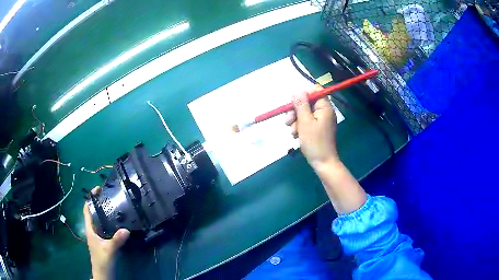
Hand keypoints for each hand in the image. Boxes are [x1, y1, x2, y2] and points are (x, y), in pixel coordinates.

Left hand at [83, 187, 129, 279]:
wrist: (104, 275)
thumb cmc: (102, 261)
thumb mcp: (109, 250)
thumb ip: (116, 240)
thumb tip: (126, 229)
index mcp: (90, 230)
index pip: (87, 210)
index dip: (90, 199)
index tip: (97, 189)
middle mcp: (93, 231)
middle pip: (94, 214)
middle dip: (100, 204)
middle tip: (110, 196)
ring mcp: (99, 237)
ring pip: (101, 221)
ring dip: (106, 213)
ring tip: (115, 207)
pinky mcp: (105, 243)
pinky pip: (106, 229)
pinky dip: (111, 223)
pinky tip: (119, 224)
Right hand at [285, 90, 338, 169]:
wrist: (322, 162)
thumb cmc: (315, 142)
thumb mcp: (305, 122)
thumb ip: (301, 105)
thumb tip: (297, 91)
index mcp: (325, 107)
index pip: (315, 90)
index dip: (303, 94)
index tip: (293, 103)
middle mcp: (324, 111)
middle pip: (307, 102)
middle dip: (295, 111)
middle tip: (288, 121)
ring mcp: (321, 120)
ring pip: (304, 112)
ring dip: (295, 120)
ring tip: (293, 132)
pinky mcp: (317, 127)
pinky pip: (306, 121)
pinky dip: (299, 126)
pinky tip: (296, 135)